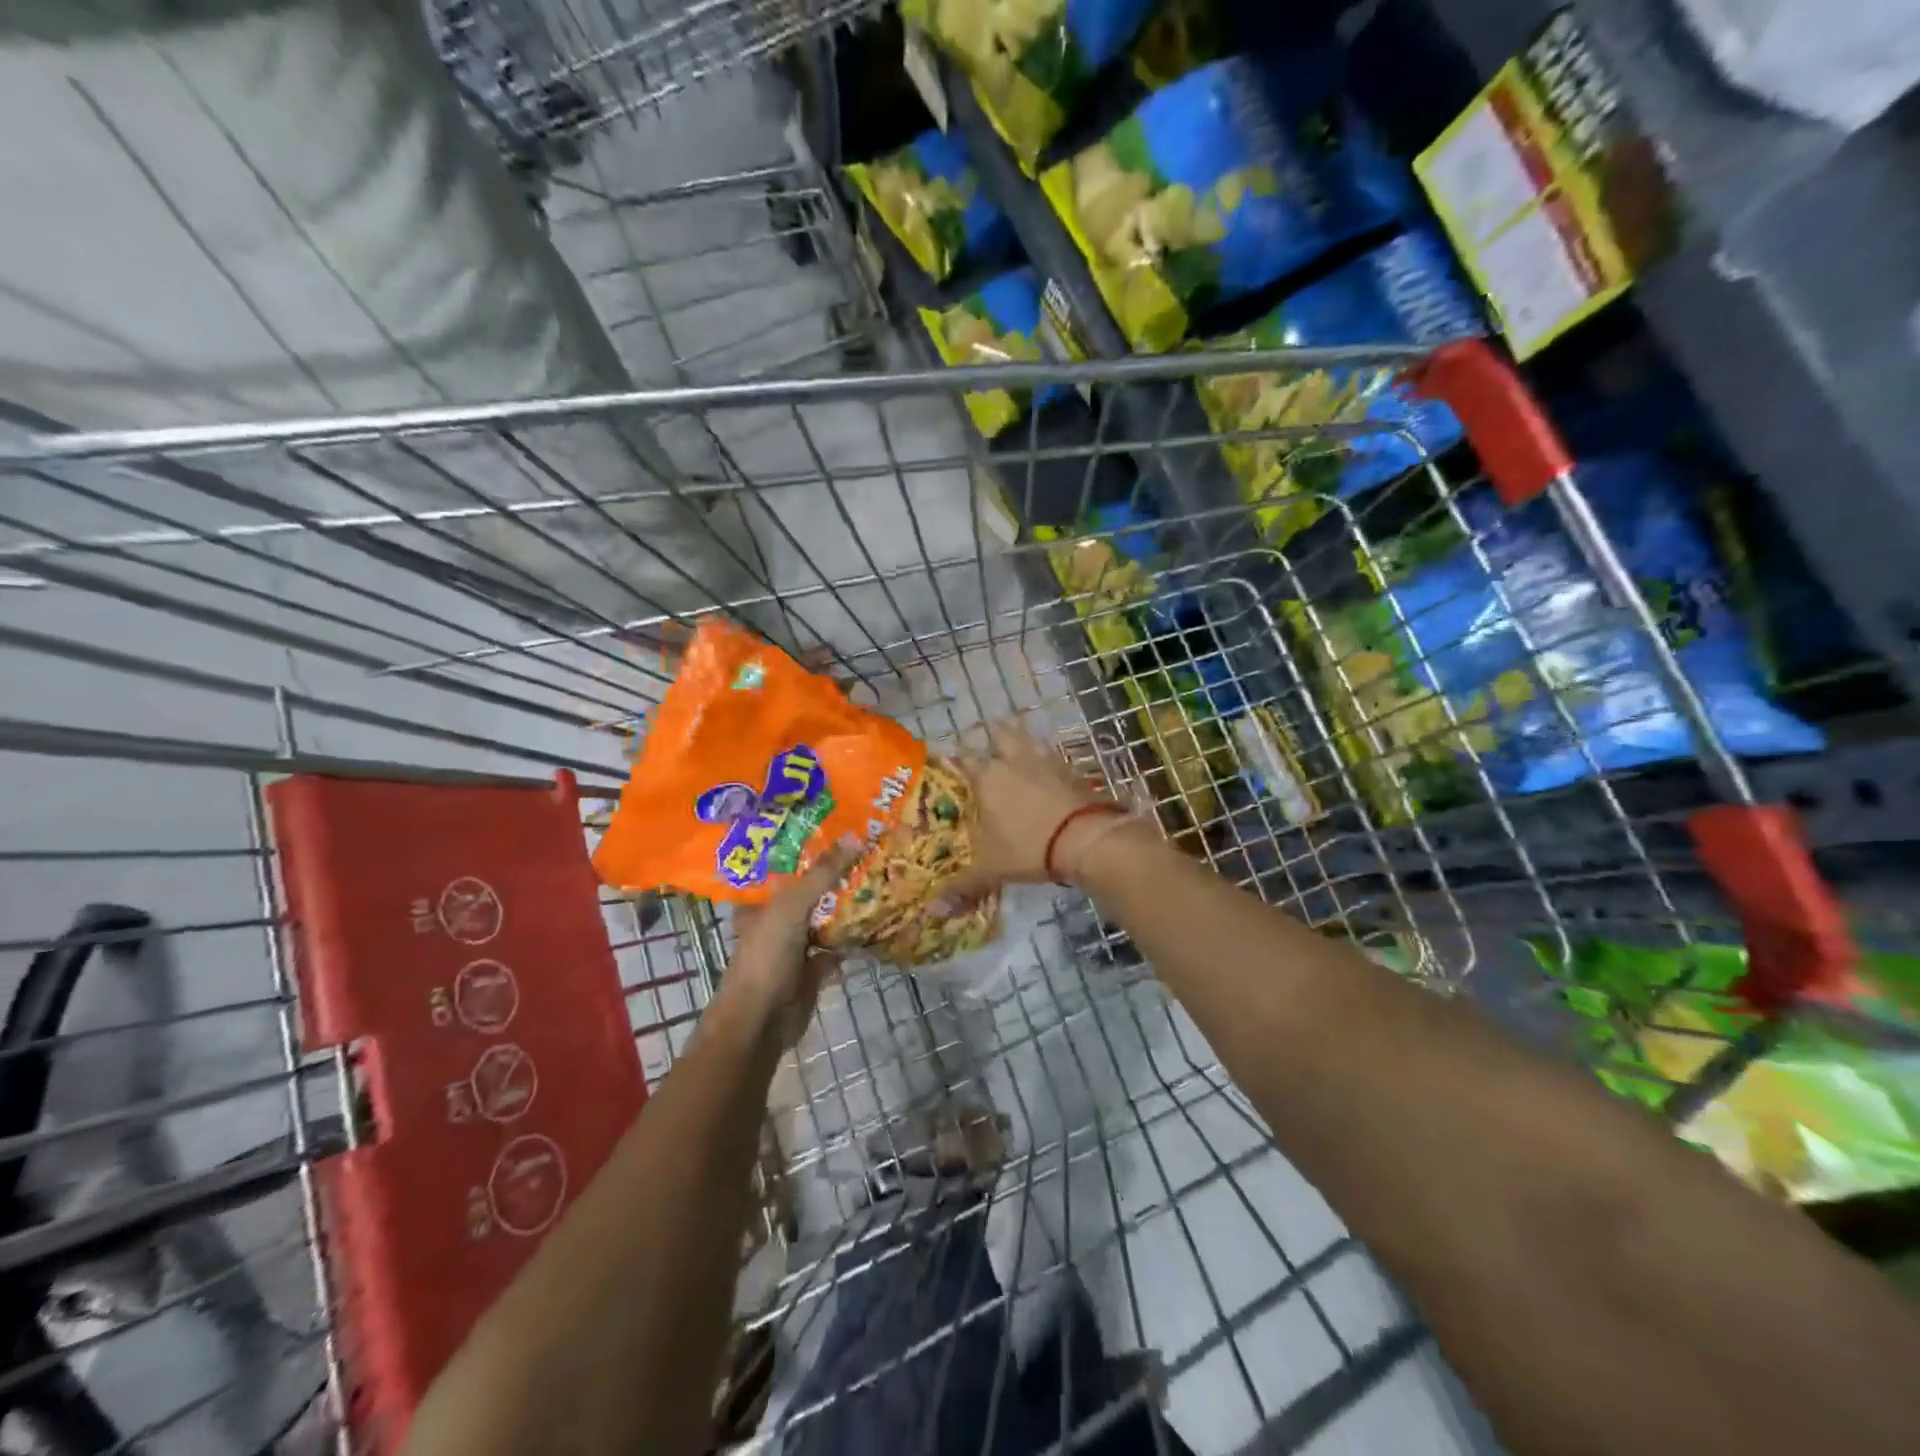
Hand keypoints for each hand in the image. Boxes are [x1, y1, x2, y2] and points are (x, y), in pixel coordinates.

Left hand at [724, 836, 863, 1045]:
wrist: (761, 1021)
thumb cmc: (766, 956)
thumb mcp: (792, 906)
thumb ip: (822, 874)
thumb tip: (854, 836)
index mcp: (761, 902)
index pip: (784, 867)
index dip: (807, 848)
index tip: (837, 828)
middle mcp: (776, 920)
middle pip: (809, 891)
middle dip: (834, 875)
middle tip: (868, 847)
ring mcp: (795, 946)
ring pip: (825, 918)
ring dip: (847, 905)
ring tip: (878, 875)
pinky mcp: (813, 969)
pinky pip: (837, 946)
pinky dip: (853, 937)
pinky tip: (877, 919)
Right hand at [941, 721, 1131, 903]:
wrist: (1086, 838)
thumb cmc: (1029, 848)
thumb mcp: (992, 870)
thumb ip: (963, 886)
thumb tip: (932, 910)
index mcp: (987, 777)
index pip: (964, 757)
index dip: (956, 756)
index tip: (951, 759)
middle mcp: (1014, 761)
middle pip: (1000, 733)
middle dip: (992, 734)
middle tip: (987, 743)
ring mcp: (1045, 761)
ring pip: (1029, 738)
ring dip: (1020, 738)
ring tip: (1016, 746)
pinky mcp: (1071, 768)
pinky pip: (1053, 755)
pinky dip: (1046, 757)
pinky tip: (1046, 767)